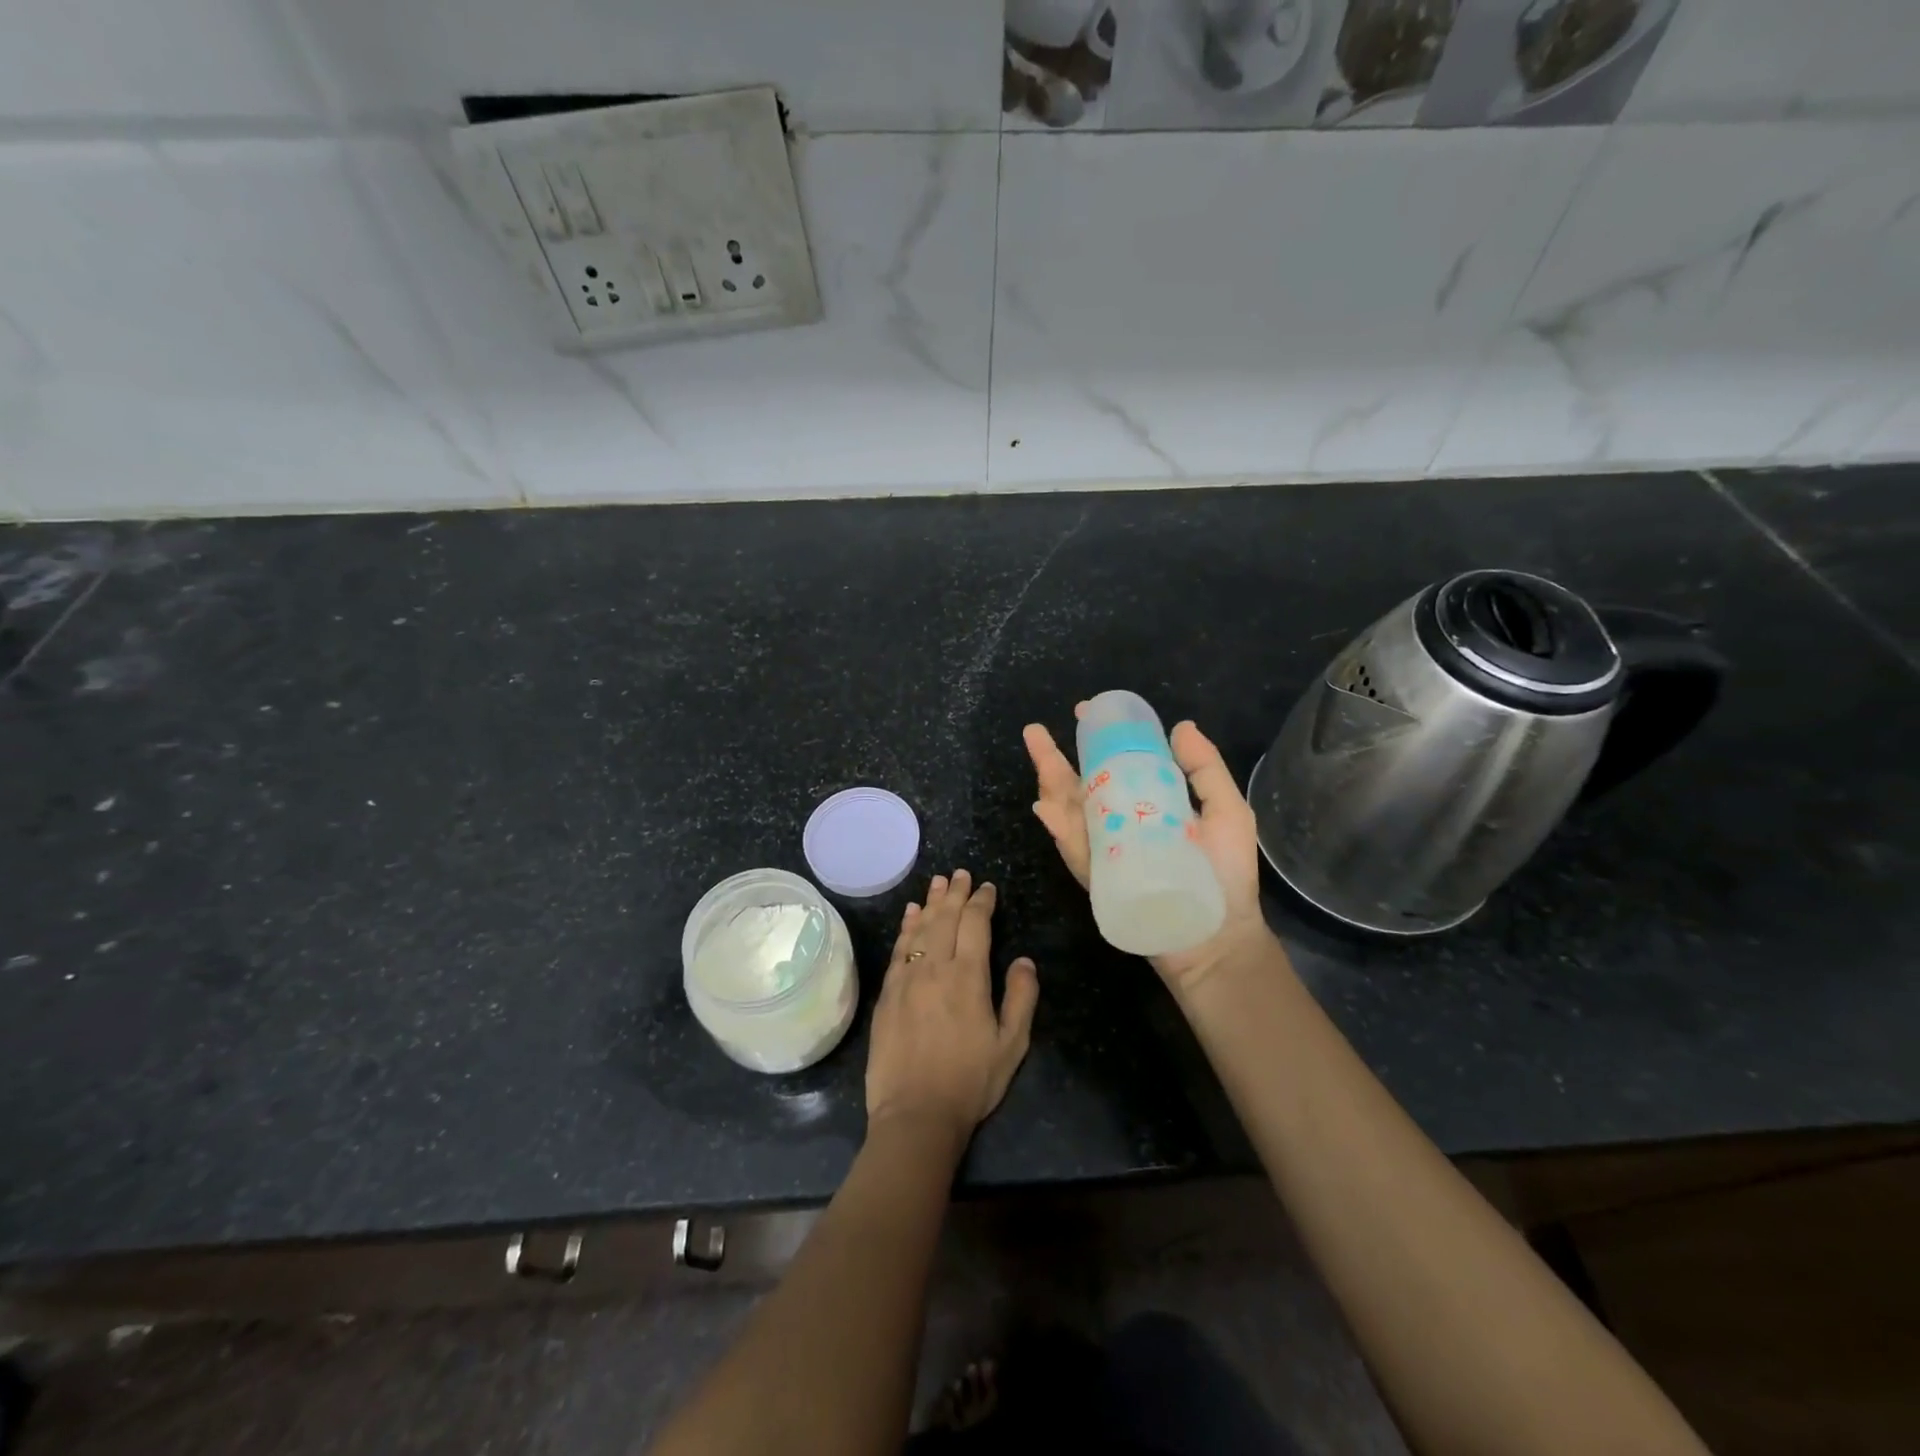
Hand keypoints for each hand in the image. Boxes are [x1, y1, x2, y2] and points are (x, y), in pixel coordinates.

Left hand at [865, 870, 1039, 1150]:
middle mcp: (935, 968)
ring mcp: (906, 979)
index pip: (975, 924)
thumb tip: (1023, 960)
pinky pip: (898, 949)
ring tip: (937, 883)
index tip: (987, 888)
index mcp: (968, 977)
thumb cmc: (970, 1082)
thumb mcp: (1011, 1045)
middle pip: (944, 918)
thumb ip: (1021, 998)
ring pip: (919, 929)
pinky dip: (906, 928)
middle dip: (955, 893)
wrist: (915, 1115)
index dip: (981, 901)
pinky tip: (909, 915)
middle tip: (960, 874)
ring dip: (929, 903)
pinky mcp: (887, 994)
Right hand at [1023, 711, 1272, 989]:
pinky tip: (1047, 809)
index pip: (1114, 767)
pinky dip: (1060, 831)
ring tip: (1039, 757)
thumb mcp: (1227, 813)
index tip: (1085, 713)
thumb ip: (1205, 771)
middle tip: (1034, 732)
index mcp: (1146, 805)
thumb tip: (1181, 726)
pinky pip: (1076, 853)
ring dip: (1050, 787)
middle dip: (1054, 760)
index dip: (1096, 741)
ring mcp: (1105, 853)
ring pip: (1069, 815)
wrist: (1218, 936)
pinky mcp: (1099, 880)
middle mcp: (1118, 825)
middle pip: (1079, 788)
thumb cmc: (1226, 875)